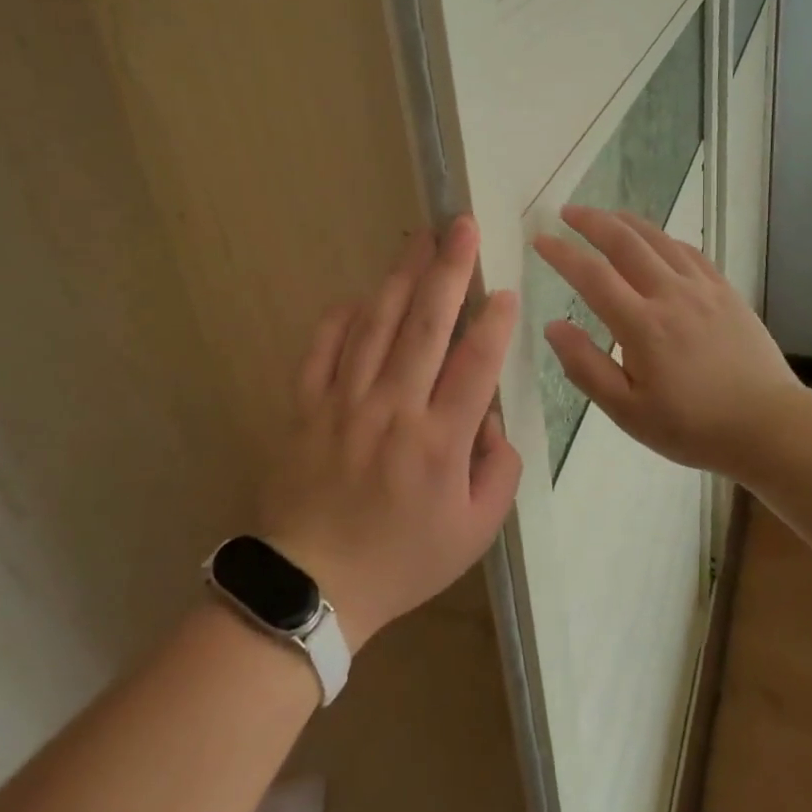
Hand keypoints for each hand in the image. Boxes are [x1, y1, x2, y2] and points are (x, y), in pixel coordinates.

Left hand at [258, 216, 522, 651]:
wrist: (313, 586)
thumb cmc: (402, 560)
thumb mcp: (475, 532)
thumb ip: (500, 470)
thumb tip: (492, 417)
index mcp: (439, 442)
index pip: (475, 364)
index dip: (494, 322)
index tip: (505, 289)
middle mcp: (393, 410)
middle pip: (426, 325)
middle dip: (448, 269)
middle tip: (462, 226)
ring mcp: (344, 403)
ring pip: (376, 324)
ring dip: (400, 276)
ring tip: (418, 239)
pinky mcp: (306, 406)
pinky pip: (322, 348)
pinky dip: (341, 317)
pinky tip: (359, 295)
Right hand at [532, 206, 800, 476]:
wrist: (770, 426)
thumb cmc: (692, 426)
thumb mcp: (628, 412)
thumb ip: (586, 367)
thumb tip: (554, 326)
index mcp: (642, 326)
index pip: (592, 276)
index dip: (562, 253)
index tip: (540, 239)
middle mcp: (671, 295)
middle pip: (625, 243)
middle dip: (592, 222)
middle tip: (567, 211)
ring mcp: (703, 289)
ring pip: (659, 240)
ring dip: (627, 222)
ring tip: (605, 215)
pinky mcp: (726, 292)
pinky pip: (690, 252)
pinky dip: (665, 239)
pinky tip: (656, 240)